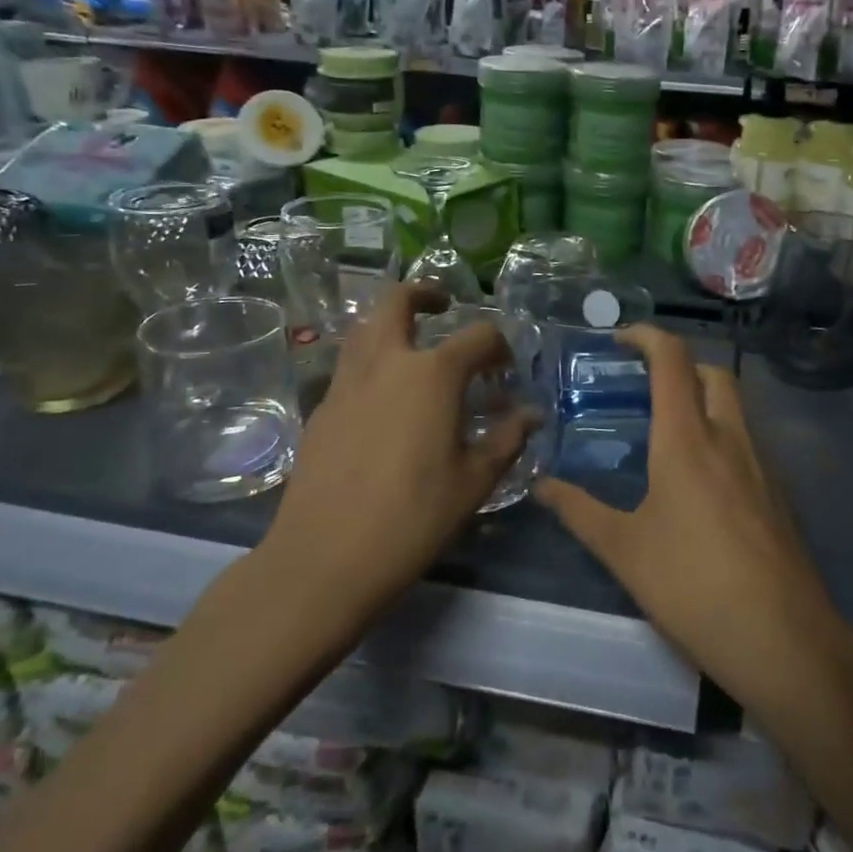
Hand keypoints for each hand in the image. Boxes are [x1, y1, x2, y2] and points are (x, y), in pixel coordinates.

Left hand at [258, 283, 536, 632]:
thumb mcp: (473, 481)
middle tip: (442, 305)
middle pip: (397, 301)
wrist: (324, 558)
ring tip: (412, 346)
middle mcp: (386, 363)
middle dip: (423, 293)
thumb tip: (532, 415)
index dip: (499, 346)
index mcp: (432, 375)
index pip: (477, 336)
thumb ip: (506, 440)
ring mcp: (346, 383)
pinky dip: (371, 361)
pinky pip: (349, 366)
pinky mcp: (321, 409)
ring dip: (390, 323)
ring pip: (365, 328)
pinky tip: (384, 398)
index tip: (506, 370)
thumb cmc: (413, 518)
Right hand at [537, 326, 839, 702]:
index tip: (618, 339)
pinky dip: (720, 433)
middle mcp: (730, 438)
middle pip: (713, 372)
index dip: (646, 336)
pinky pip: (747, 441)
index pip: (672, 360)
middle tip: (644, 386)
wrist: (783, 639)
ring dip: (703, 398)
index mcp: (688, 439)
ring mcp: (761, 465)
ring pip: (735, 406)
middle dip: (679, 364)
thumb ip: (578, 511)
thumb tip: (541, 485)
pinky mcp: (778, 494)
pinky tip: (699, 479)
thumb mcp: (624, 550)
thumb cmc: (693, 586)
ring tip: (665, 430)